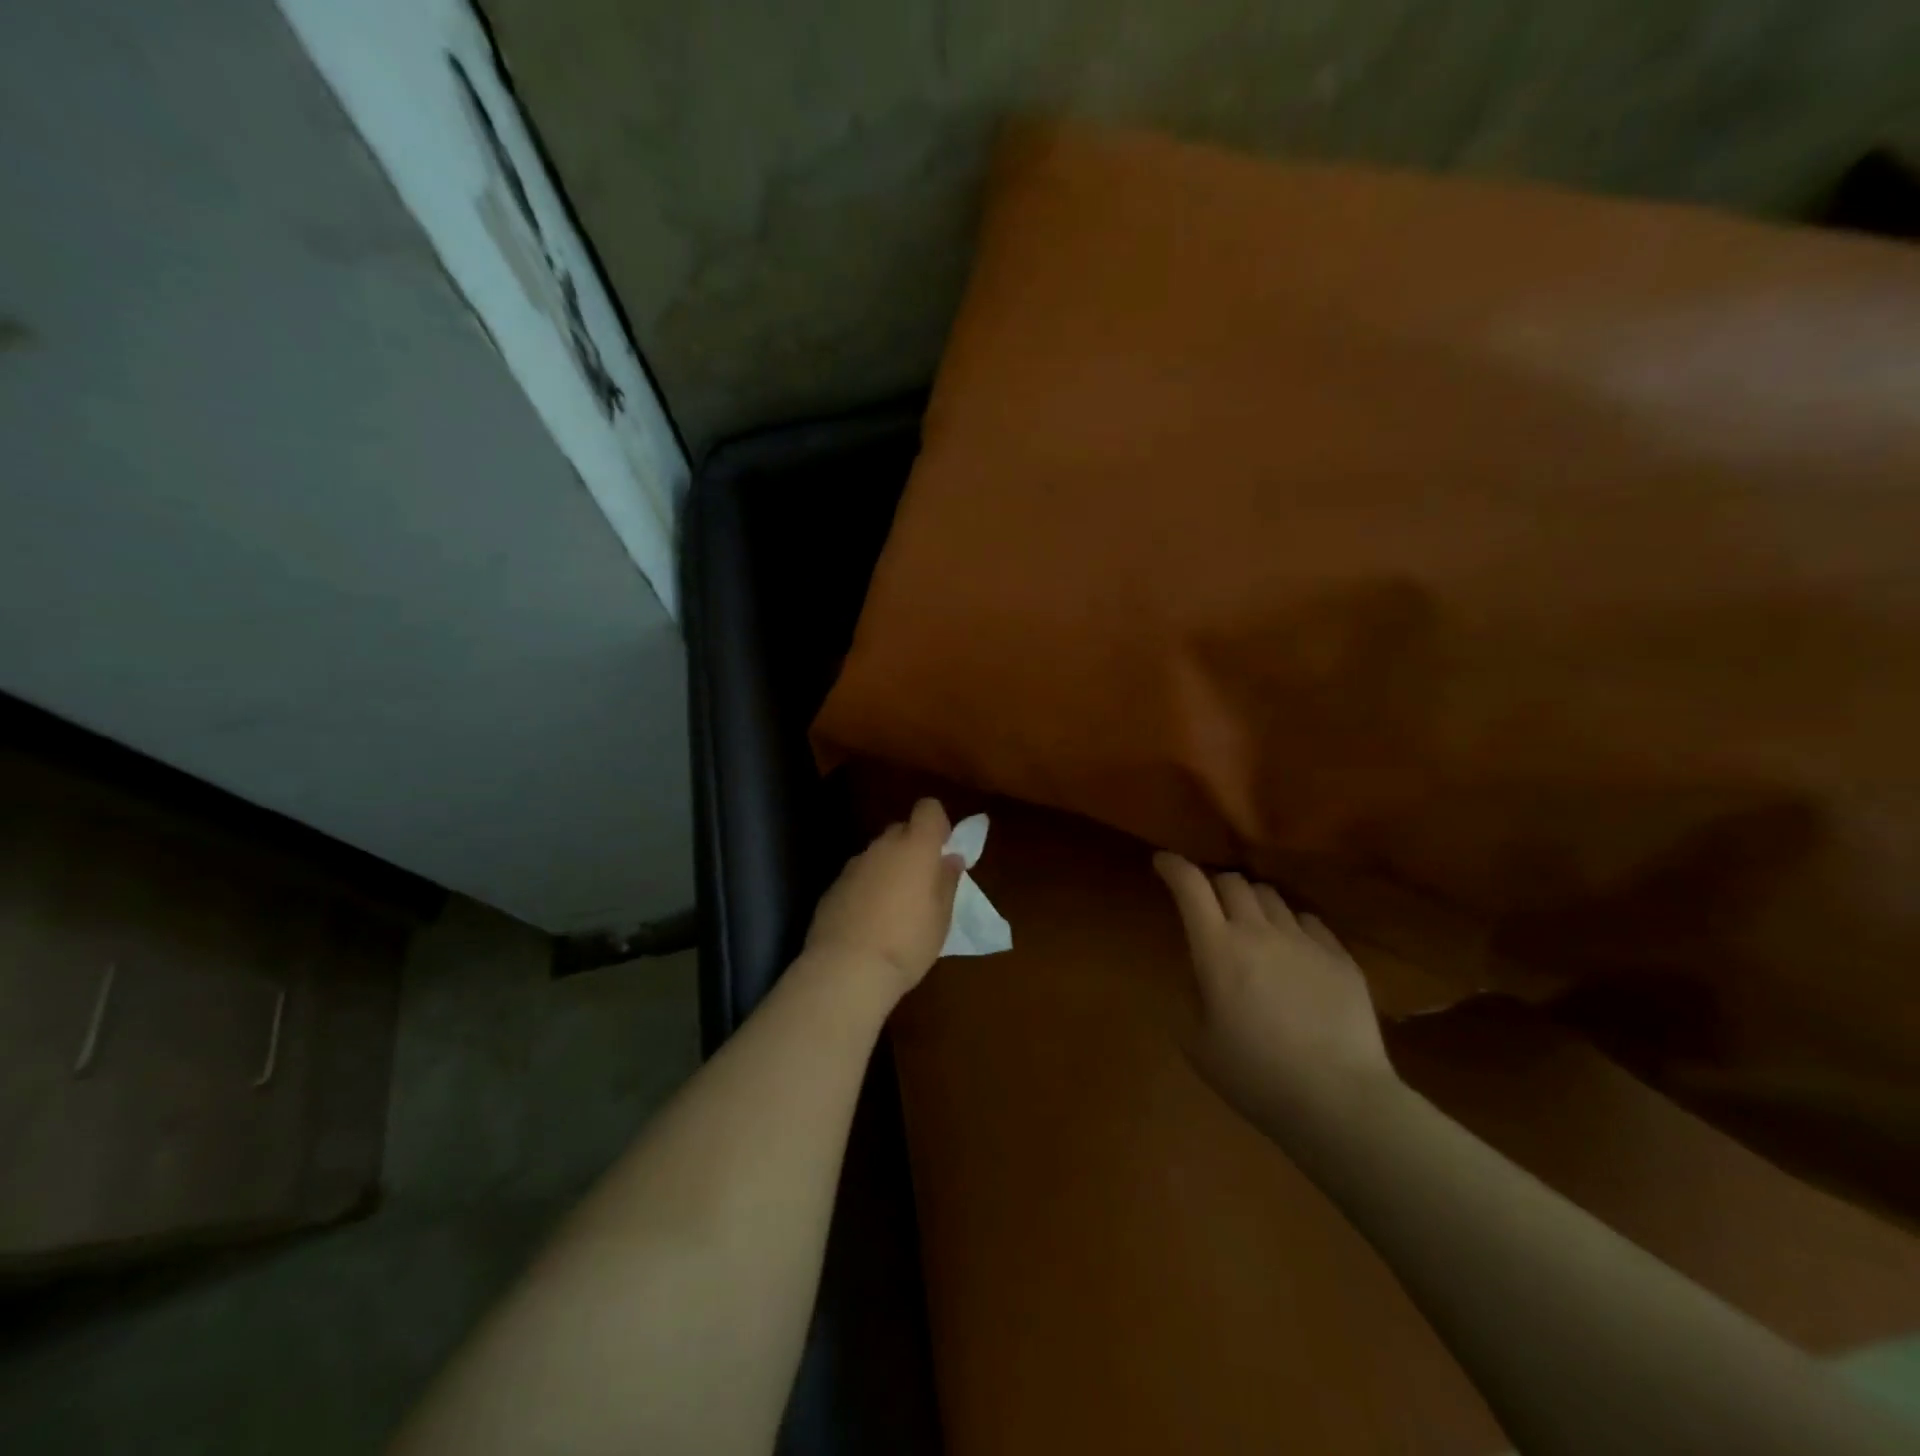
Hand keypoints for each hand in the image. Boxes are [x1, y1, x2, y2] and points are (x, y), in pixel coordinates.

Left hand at [804, 799, 965, 1001]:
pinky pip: (858, 876)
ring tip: (894, 908)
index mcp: (915, 847)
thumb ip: (946, 881)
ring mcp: (854, 865)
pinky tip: (869, 921)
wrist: (846, 969)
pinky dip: (867, 888)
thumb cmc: (907, 942)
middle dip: (913, 848)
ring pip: (878, 855)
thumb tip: (950, 859)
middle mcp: (882, 847)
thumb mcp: (941, 917)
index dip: (937, 823)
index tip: (942, 849)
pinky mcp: (833, 886)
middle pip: (901, 830)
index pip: (928, 808)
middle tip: (922, 883)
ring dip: (889, 869)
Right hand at [1154, 852, 1398, 1132]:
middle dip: (1212, 884)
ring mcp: (1304, 940)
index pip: (1190, 886)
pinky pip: (1308, 920)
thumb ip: (1189, 995)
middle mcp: (1259, 931)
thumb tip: (1197, 971)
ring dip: (1251, 902)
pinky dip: (1289, 924)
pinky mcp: (1340, 957)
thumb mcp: (1197, 1042)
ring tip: (1250, 925)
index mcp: (1218, 949)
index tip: (1163, 862)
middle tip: (1206, 904)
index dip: (1173, 866)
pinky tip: (1291, 949)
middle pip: (1231, 881)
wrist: (1339, 1101)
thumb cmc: (1255, 1076)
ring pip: (1270, 896)